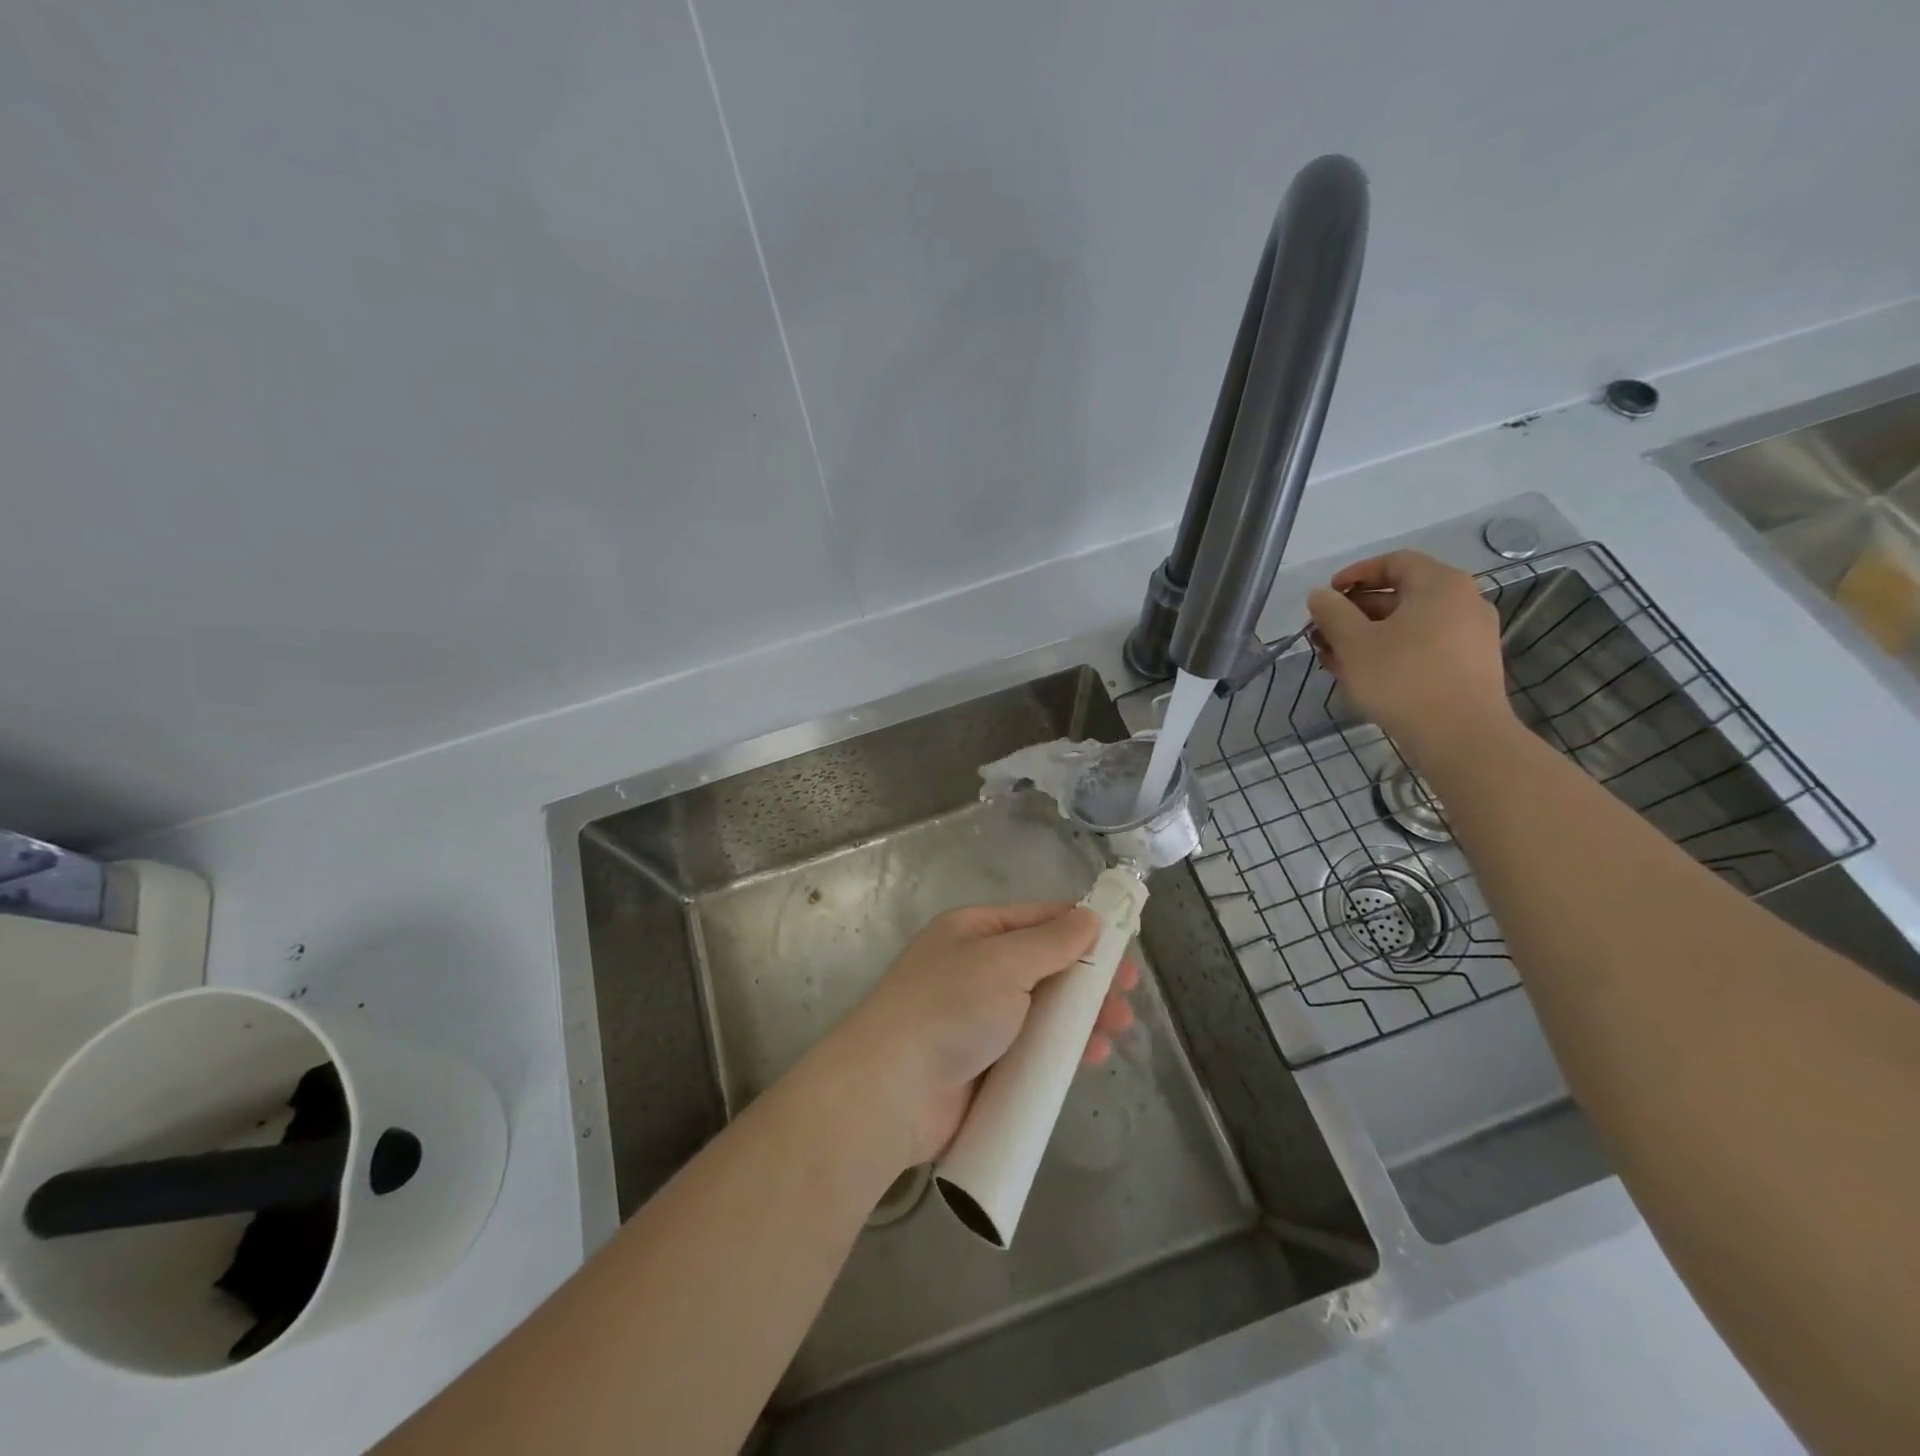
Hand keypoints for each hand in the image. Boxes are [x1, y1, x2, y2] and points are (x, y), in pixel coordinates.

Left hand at [822, 902, 1137, 1168]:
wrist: (891, 1091)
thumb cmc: (949, 1008)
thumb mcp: (1003, 962)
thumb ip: (1052, 941)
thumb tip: (1090, 915)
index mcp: (974, 931)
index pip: (1038, 918)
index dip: (1082, 927)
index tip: (1125, 943)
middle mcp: (977, 969)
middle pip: (1046, 966)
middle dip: (1088, 979)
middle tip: (1126, 995)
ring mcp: (980, 1019)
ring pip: (1045, 1010)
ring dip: (1082, 1017)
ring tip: (1117, 1029)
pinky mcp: (985, 1065)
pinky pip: (1034, 1050)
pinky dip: (1063, 1051)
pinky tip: (1092, 1057)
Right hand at [1307, 550, 1514, 764]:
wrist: (1461, 735)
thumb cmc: (1403, 678)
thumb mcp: (1354, 642)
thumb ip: (1332, 612)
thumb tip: (1320, 595)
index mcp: (1440, 585)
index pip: (1394, 562)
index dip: (1355, 574)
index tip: (1326, 595)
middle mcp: (1463, 602)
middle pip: (1401, 595)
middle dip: (1355, 612)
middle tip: (1323, 634)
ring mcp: (1471, 635)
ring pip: (1409, 624)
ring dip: (1368, 635)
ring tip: (1335, 659)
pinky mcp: (1469, 665)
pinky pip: (1424, 646)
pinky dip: (1391, 651)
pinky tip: (1364, 675)